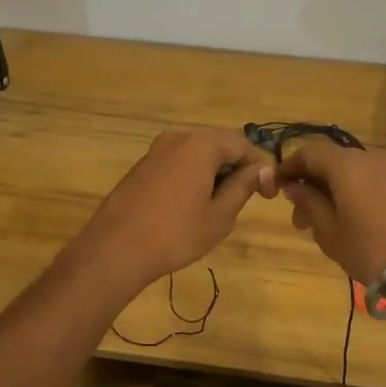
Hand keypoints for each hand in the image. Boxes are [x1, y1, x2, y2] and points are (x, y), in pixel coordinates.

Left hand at [71, 127, 276, 290]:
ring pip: (196, 154)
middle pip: (218, 144)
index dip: (260, 167)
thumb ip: (243, 186)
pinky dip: (192, 176)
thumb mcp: (220, 215)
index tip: (269, 194)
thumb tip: (261, 170)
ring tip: (220, 204)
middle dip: (236, 167)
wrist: (116, 249)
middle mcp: (178, 137)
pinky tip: (191, 204)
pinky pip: (177, 163)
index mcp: (201, 144)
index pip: (242, 145)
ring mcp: (155, 150)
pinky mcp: (141, 166)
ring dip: (214, 172)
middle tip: (247, 198)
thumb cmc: (176, 233)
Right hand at [278, 143, 385, 282]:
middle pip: (331, 162)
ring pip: (352, 173)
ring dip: (333, 191)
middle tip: (300, 218)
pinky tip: (352, 222)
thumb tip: (294, 187)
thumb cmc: (369, 249)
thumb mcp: (329, 231)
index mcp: (344, 164)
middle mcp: (368, 157)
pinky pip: (371, 182)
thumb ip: (308, 203)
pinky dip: (355, 194)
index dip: (289, 168)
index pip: (308, 153)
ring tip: (325, 225)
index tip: (276, 188)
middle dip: (311, 184)